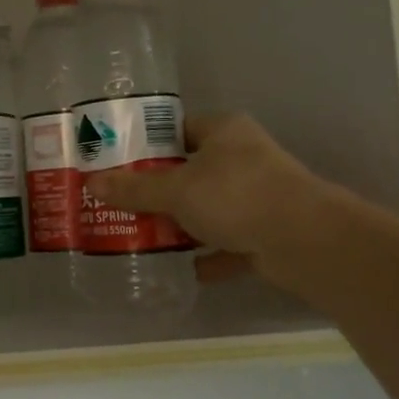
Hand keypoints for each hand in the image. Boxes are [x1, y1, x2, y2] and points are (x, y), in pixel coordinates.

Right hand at [85, 113, 339, 291]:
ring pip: (208, 208)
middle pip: (190, 171)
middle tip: (120, 204)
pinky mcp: (266, 232)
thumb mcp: (176, 189)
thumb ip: (134, 188)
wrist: (306, 241)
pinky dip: (207, 255)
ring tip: (141, 236)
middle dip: (157, 190)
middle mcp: (243, 158)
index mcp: (224, 131)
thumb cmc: (237, 196)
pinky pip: (227, 242)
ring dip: (180, 224)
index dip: (146, 145)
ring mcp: (257, 196)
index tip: (116, 164)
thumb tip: (92, 183)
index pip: (177, 129)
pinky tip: (180, 269)